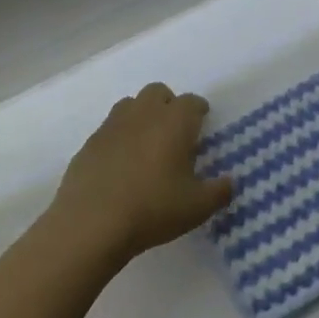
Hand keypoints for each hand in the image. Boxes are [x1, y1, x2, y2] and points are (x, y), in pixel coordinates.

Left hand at [49, 83, 233, 264]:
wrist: (91, 224)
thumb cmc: (152, 209)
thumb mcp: (197, 208)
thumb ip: (219, 191)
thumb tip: (229, 182)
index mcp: (174, 122)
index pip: (192, 102)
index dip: (199, 111)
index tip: (202, 124)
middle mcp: (144, 114)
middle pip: (159, 92)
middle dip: (169, 105)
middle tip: (174, 132)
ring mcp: (112, 126)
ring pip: (130, 104)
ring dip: (142, 115)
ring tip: (146, 144)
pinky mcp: (89, 143)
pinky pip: (109, 129)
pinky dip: (118, 137)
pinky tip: (120, 164)